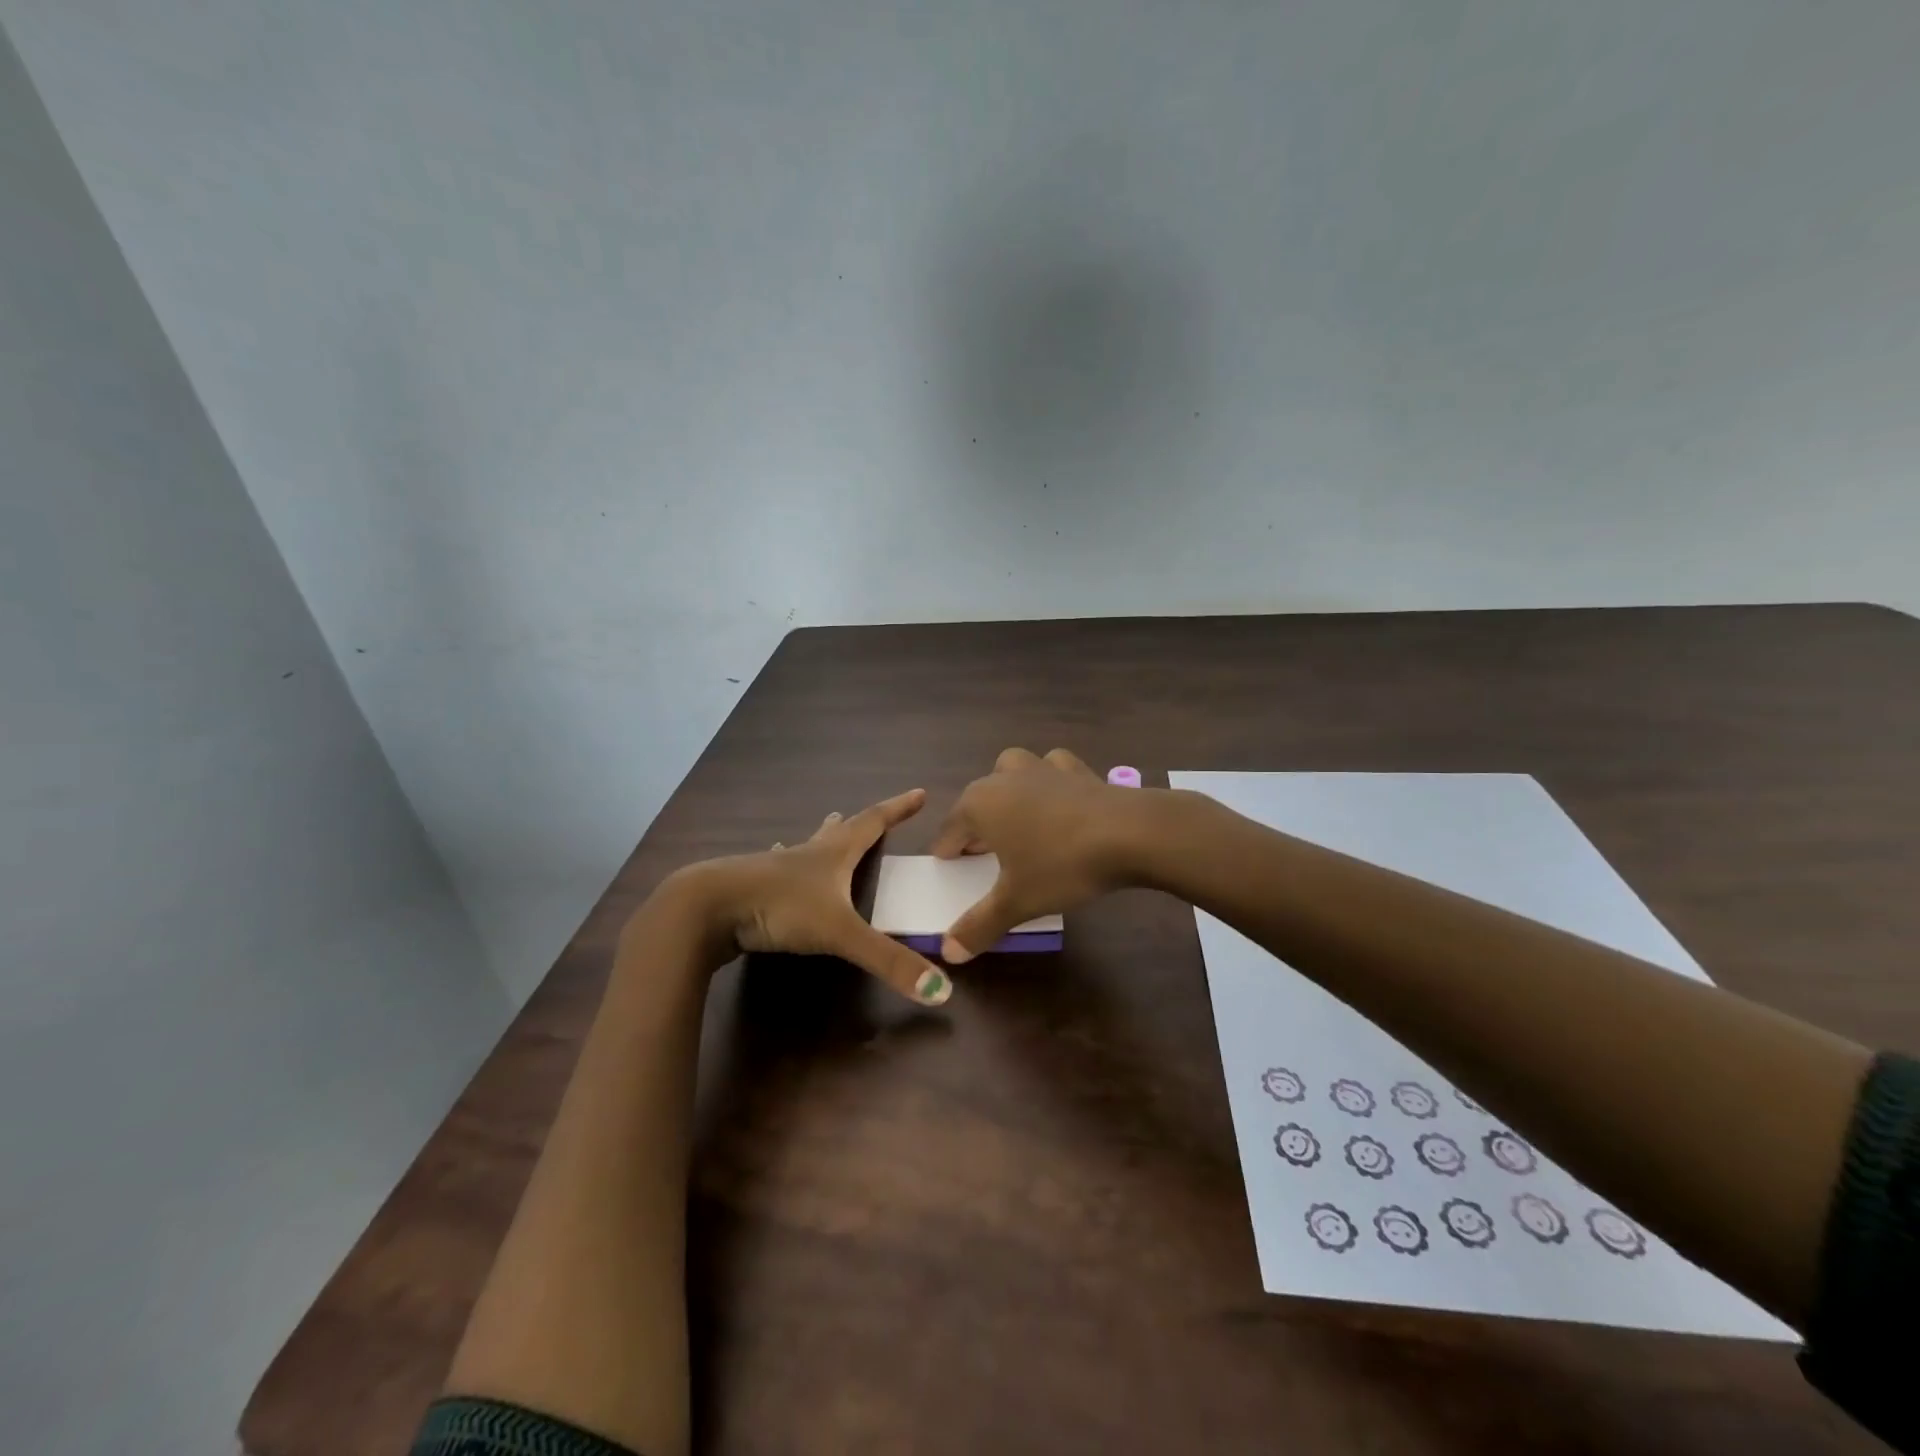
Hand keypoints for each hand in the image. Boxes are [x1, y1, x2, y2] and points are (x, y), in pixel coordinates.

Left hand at [641, 788, 954, 1005]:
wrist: (707, 907)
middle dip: (862, 823)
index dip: (898, 809)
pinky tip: (775, 858)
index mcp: (833, 855)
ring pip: (806, 846)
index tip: (919, 793)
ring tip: (829, 826)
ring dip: (823, 837)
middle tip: (877, 816)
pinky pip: (777, 868)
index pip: (873, 823)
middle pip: (841, 831)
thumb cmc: (779, 907)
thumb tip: (943, 992)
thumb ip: (888, 961)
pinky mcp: (752, 886)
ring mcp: (776, 868)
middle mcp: (807, 854)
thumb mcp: (840, 933)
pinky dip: (786, 862)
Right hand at [930, 748, 1149, 962]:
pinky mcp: (1076, 768)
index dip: (948, 852)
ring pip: (1010, 773)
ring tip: (1018, 822)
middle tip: (984, 856)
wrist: (1130, 833)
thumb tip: (948, 953)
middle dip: (976, 826)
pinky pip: (1051, 770)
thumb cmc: (1061, 865)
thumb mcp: (1016, 902)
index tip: (951, 870)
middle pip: (977, 801)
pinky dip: (1049, 782)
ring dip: (1008, 793)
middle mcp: (1003, 778)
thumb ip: (979, 926)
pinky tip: (1058, 803)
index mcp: (979, 804)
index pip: (949, 830)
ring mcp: (1041, 767)